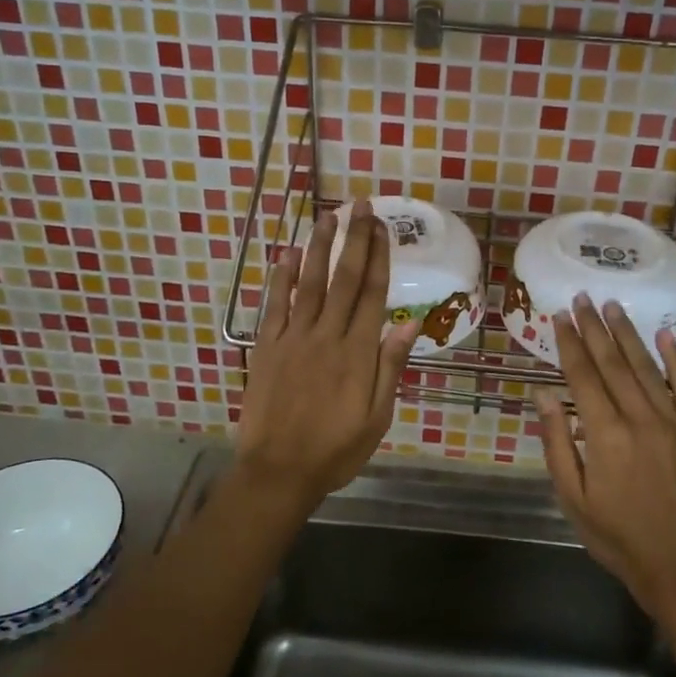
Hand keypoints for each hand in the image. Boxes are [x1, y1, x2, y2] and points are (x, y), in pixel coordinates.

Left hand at [234, 200, 417, 515]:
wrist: (278, 471)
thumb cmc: (335, 449)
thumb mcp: (377, 417)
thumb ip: (389, 368)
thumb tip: (408, 325)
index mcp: (357, 352)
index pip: (372, 293)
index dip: (379, 257)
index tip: (382, 227)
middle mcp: (326, 335)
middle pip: (344, 279)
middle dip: (354, 239)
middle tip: (360, 206)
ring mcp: (293, 338)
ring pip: (309, 283)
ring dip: (319, 247)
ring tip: (327, 215)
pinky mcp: (267, 347)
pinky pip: (275, 304)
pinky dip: (281, 278)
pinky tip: (288, 253)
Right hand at [535, 295, 675, 616]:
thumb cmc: (617, 536)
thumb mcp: (572, 497)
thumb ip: (557, 443)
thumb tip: (543, 395)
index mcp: (604, 434)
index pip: (582, 376)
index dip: (569, 343)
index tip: (558, 316)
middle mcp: (639, 418)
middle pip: (612, 363)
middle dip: (594, 328)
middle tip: (583, 298)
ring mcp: (672, 422)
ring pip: (646, 367)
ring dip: (628, 334)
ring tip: (613, 306)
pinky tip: (666, 335)